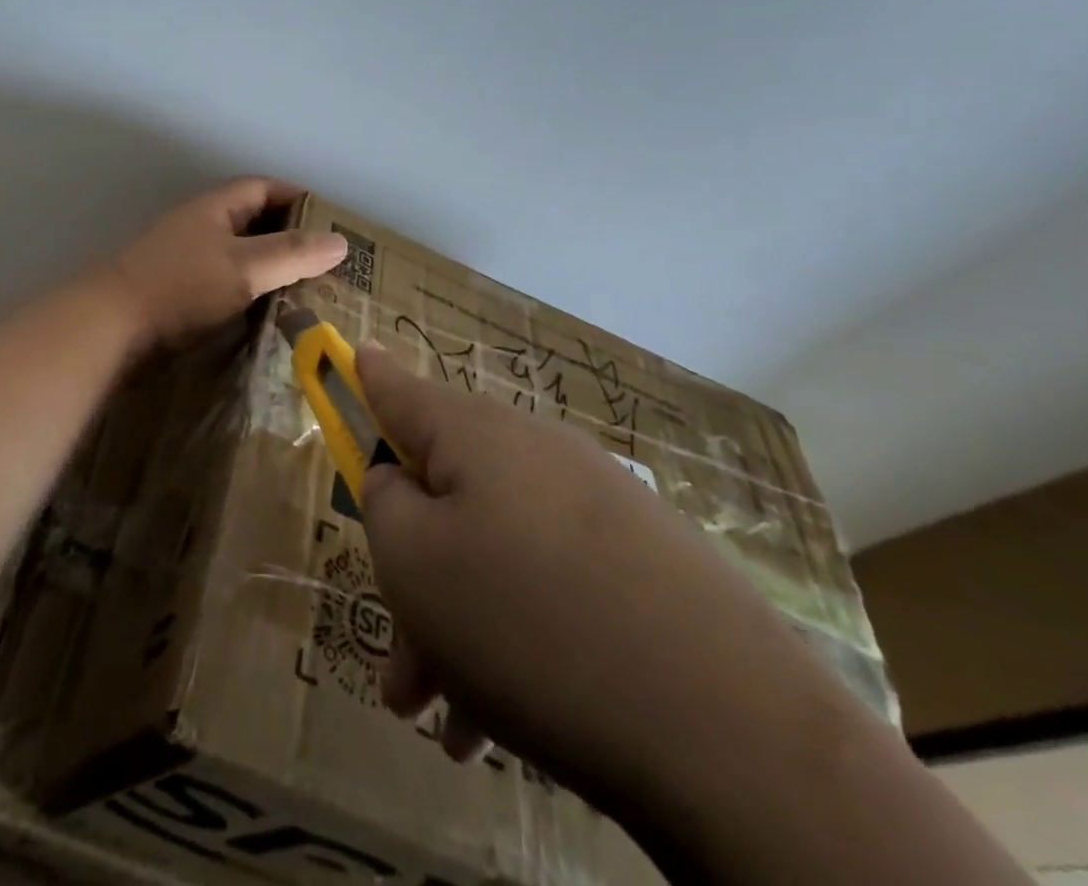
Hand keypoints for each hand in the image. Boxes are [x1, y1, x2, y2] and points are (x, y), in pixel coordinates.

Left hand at [108, 178, 347, 346]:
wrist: (110, 324)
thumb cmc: (181, 286)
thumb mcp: (244, 267)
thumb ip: (291, 254)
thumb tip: (340, 241)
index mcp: (215, 207)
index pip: (264, 188)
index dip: (299, 199)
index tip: (332, 223)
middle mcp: (199, 225)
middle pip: (253, 222)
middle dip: (290, 238)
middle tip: (328, 265)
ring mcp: (184, 258)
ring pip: (238, 256)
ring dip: (269, 269)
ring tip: (307, 293)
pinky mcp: (176, 291)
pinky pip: (222, 283)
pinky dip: (247, 293)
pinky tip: (265, 315)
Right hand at [355, 345, 860, 822]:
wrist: (737, 736)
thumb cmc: (528, 624)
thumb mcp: (413, 562)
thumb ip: (384, 500)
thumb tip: (396, 476)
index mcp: (475, 435)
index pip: (399, 387)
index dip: (365, 374)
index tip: (350, 351)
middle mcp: (537, 454)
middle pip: (447, 491)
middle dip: (413, 565)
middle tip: (399, 658)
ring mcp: (600, 507)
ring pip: (496, 551)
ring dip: (459, 623)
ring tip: (446, 717)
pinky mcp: (648, 566)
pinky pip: (553, 586)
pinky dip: (518, 639)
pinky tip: (508, 725)